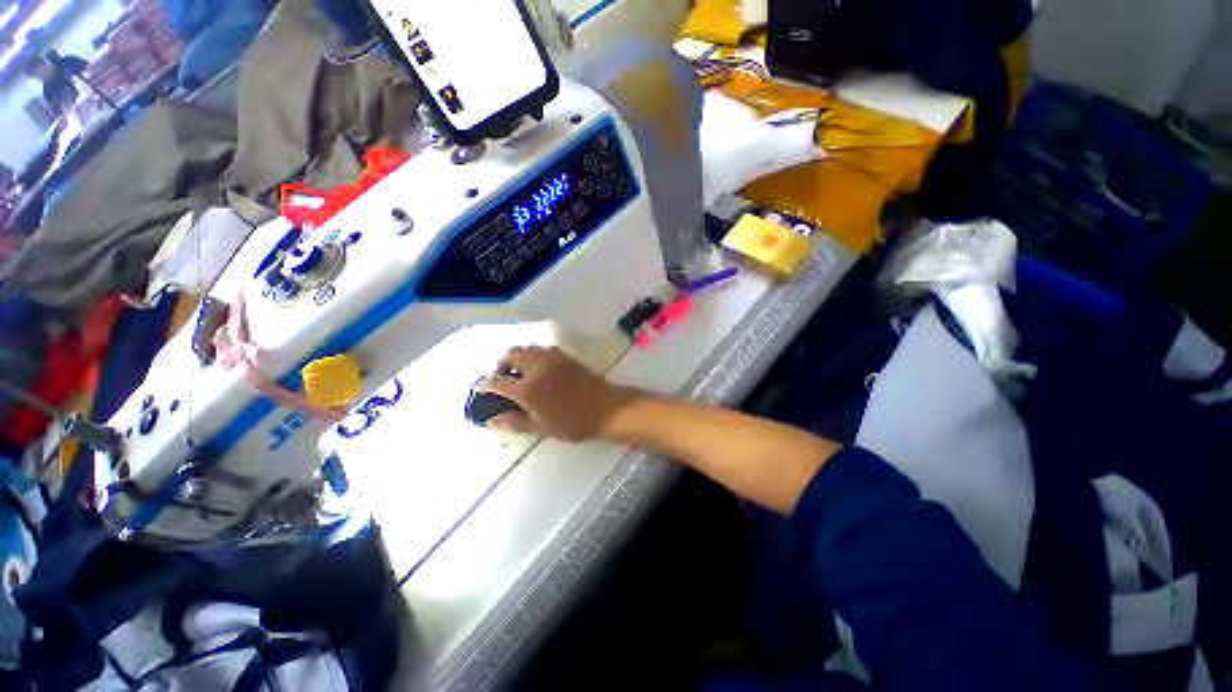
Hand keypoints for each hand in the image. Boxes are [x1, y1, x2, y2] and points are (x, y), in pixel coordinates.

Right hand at [482, 346, 636, 441]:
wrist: (605, 408)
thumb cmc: (572, 423)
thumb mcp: (541, 428)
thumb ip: (514, 422)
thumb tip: (491, 420)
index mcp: (527, 388)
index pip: (496, 381)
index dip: (486, 385)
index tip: (484, 390)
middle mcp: (536, 367)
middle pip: (510, 354)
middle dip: (502, 364)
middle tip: (505, 377)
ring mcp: (552, 358)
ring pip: (527, 348)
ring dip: (519, 357)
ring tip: (523, 372)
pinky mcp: (565, 356)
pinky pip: (544, 348)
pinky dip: (536, 354)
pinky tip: (541, 368)